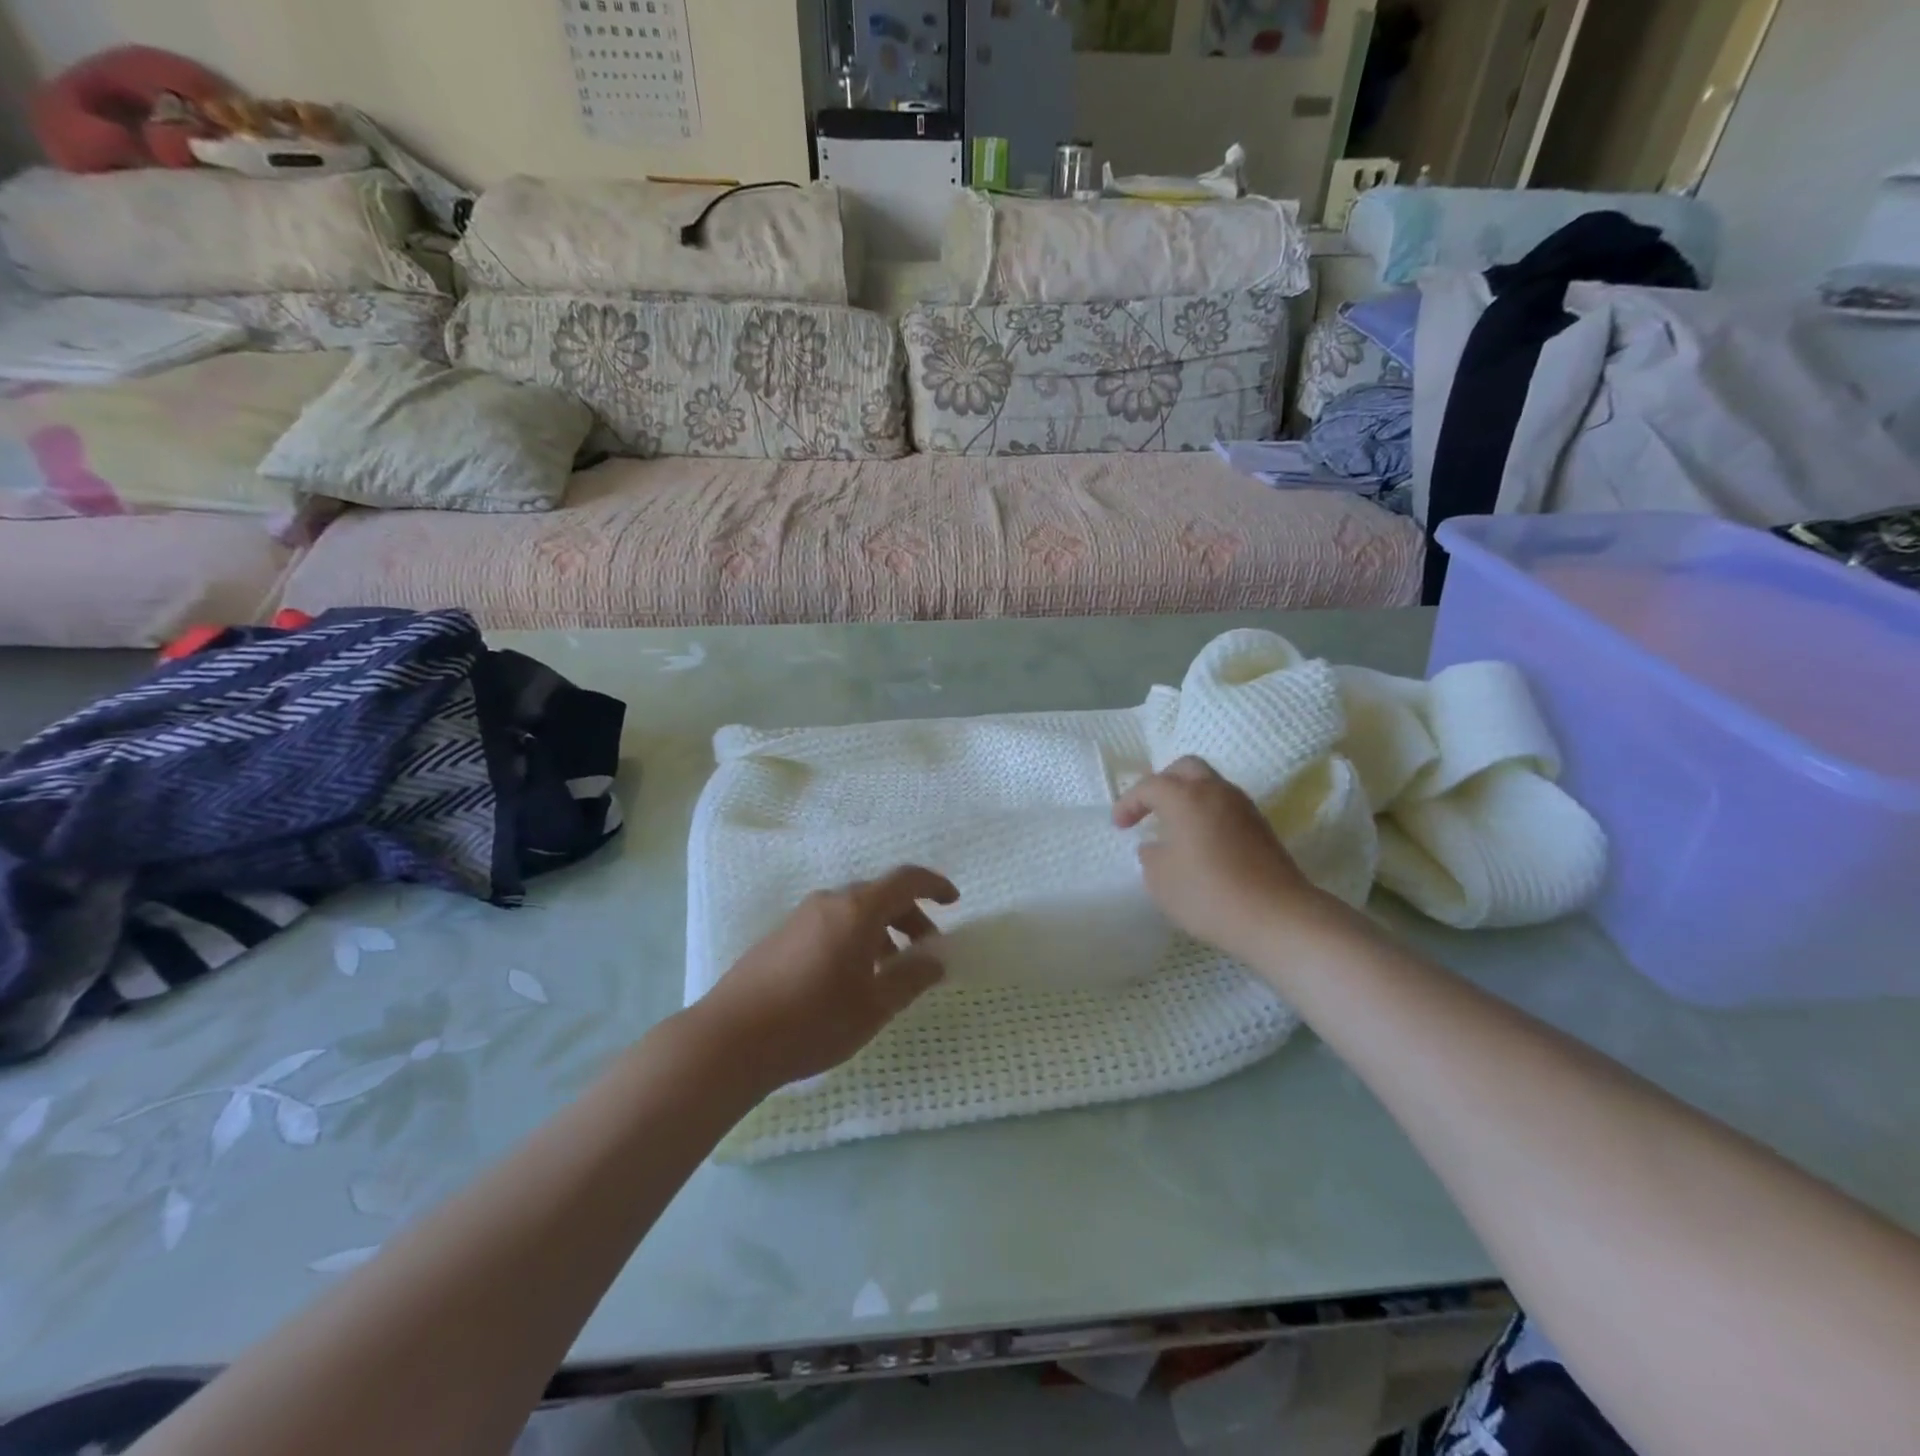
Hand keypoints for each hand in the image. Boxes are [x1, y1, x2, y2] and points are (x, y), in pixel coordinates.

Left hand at [697, 866, 958, 1090]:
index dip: (933, 886)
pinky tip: (850, 980)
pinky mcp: (781, 937)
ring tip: (888, 973)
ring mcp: (800, 918)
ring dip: (881, 932)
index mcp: (856, 910)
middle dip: (909, 918)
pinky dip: (854, 939)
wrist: (730, 1039)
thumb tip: (936, 960)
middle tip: (924, 952)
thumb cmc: (813, 1020)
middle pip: (879, 896)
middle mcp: (829, 902)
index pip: (905, 880)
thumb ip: (911, 978)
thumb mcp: (874, 1006)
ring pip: (853, 912)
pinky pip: (830, 925)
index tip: (953, 902)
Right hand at [1114, 757, 1343, 970]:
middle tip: (1149, 809)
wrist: (1276, 917)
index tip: (1119, 825)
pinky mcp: (1261, 828)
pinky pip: (1225, 807)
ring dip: (1188, 798)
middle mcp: (1216, 792)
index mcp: (1186, 797)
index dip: (1129, 802)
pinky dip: (1207, 814)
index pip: (1150, 786)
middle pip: (1186, 768)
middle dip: (1162, 783)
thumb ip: (1151, 856)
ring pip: (1210, 786)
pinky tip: (1200, 843)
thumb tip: (1157, 846)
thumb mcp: (1160, 879)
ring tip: (1173, 827)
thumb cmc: (1208, 894)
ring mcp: (1244, 808)